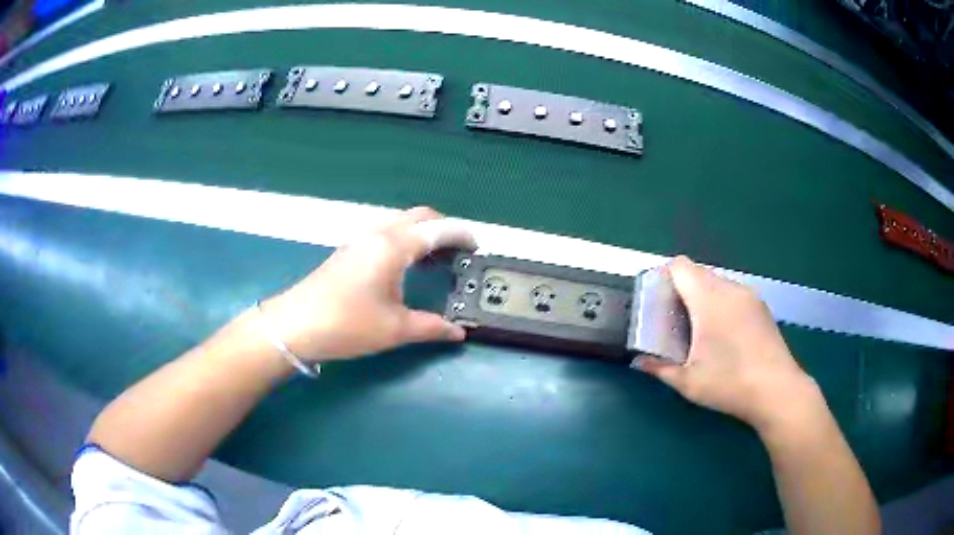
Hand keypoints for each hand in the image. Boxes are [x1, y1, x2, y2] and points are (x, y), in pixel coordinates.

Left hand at [260, 207, 476, 361]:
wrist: (294, 326)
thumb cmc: (346, 324)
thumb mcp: (394, 329)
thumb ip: (431, 327)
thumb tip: (458, 332)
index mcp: (393, 246)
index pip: (438, 229)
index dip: (462, 235)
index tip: (477, 249)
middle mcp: (377, 234)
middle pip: (419, 217)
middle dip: (444, 228)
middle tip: (458, 253)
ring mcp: (359, 241)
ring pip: (400, 224)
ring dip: (422, 234)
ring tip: (436, 261)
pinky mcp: (348, 252)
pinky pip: (385, 234)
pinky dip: (405, 242)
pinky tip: (405, 268)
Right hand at [637, 256, 823, 432]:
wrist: (777, 390)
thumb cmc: (730, 383)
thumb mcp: (688, 382)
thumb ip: (660, 368)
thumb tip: (638, 361)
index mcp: (709, 299)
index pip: (681, 266)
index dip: (665, 278)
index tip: (659, 303)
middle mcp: (730, 289)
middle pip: (699, 273)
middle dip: (683, 292)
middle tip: (676, 323)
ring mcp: (750, 296)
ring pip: (718, 284)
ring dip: (704, 299)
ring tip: (701, 332)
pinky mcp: (762, 307)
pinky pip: (734, 294)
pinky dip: (722, 306)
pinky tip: (725, 337)